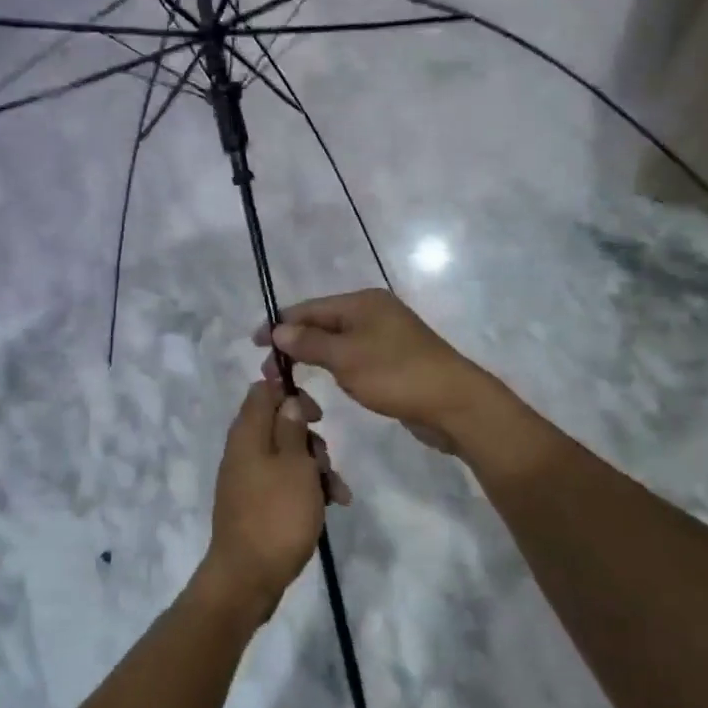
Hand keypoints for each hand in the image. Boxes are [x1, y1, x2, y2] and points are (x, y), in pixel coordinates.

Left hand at [202, 383, 349, 622]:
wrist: (248, 578)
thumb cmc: (277, 515)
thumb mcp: (295, 465)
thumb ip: (292, 427)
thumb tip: (287, 399)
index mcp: (247, 433)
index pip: (262, 391)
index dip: (290, 392)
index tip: (318, 412)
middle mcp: (243, 450)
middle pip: (280, 424)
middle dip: (310, 438)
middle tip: (325, 459)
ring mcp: (248, 478)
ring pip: (288, 456)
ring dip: (315, 467)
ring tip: (335, 491)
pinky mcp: (256, 503)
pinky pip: (284, 482)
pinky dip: (307, 488)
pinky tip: (332, 506)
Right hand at [255, 289, 496, 454]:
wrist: (454, 404)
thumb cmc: (396, 375)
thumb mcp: (346, 358)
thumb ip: (309, 343)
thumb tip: (278, 330)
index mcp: (362, 302)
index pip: (309, 308)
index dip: (279, 325)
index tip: (253, 345)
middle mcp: (374, 312)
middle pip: (322, 323)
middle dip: (294, 344)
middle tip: (271, 372)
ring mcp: (386, 336)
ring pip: (337, 342)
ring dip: (313, 357)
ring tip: (290, 379)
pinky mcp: (394, 360)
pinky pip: (353, 357)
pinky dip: (335, 367)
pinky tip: (326, 382)